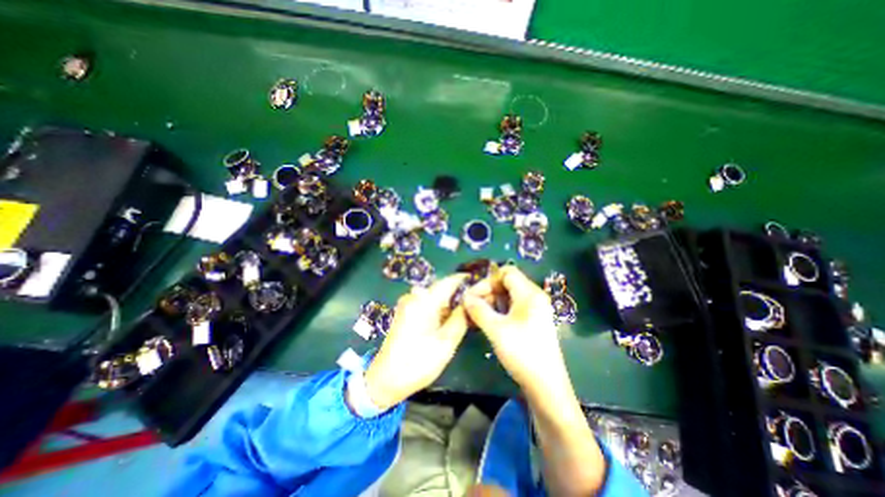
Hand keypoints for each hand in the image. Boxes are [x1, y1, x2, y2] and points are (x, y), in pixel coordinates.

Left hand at [360, 273, 470, 408]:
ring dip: (451, 303)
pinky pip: (428, 304)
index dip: (466, 281)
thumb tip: (472, 301)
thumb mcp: (446, 342)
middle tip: (479, 302)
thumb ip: (461, 318)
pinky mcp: (407, 312)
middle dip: (460, 294)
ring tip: (469, 312)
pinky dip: (441, 309)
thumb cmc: (418, 362)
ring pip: (436, 297)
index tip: (482, 284)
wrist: (385, 379)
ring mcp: (409, 304)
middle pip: (443, 288)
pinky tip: (451, 319)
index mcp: (424, 300)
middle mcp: (415, 296)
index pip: (449, 281)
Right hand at [464, 266, 566, 393]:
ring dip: (492, 302)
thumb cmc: (522, 353)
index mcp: (530, 294)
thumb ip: (479, 310)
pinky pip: (513, 308)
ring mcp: (535, 310)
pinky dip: (500, 311)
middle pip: (507, 284)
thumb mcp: (496, 330)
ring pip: (509, 296)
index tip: (473, 294)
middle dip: (488, 292)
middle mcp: (534, 297)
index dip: (488, 280)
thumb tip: (465, 297)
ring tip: (477, 315)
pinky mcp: (533, 322)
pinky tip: (488, 322)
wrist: (546, 386)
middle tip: (472, 306)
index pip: (507, 273)